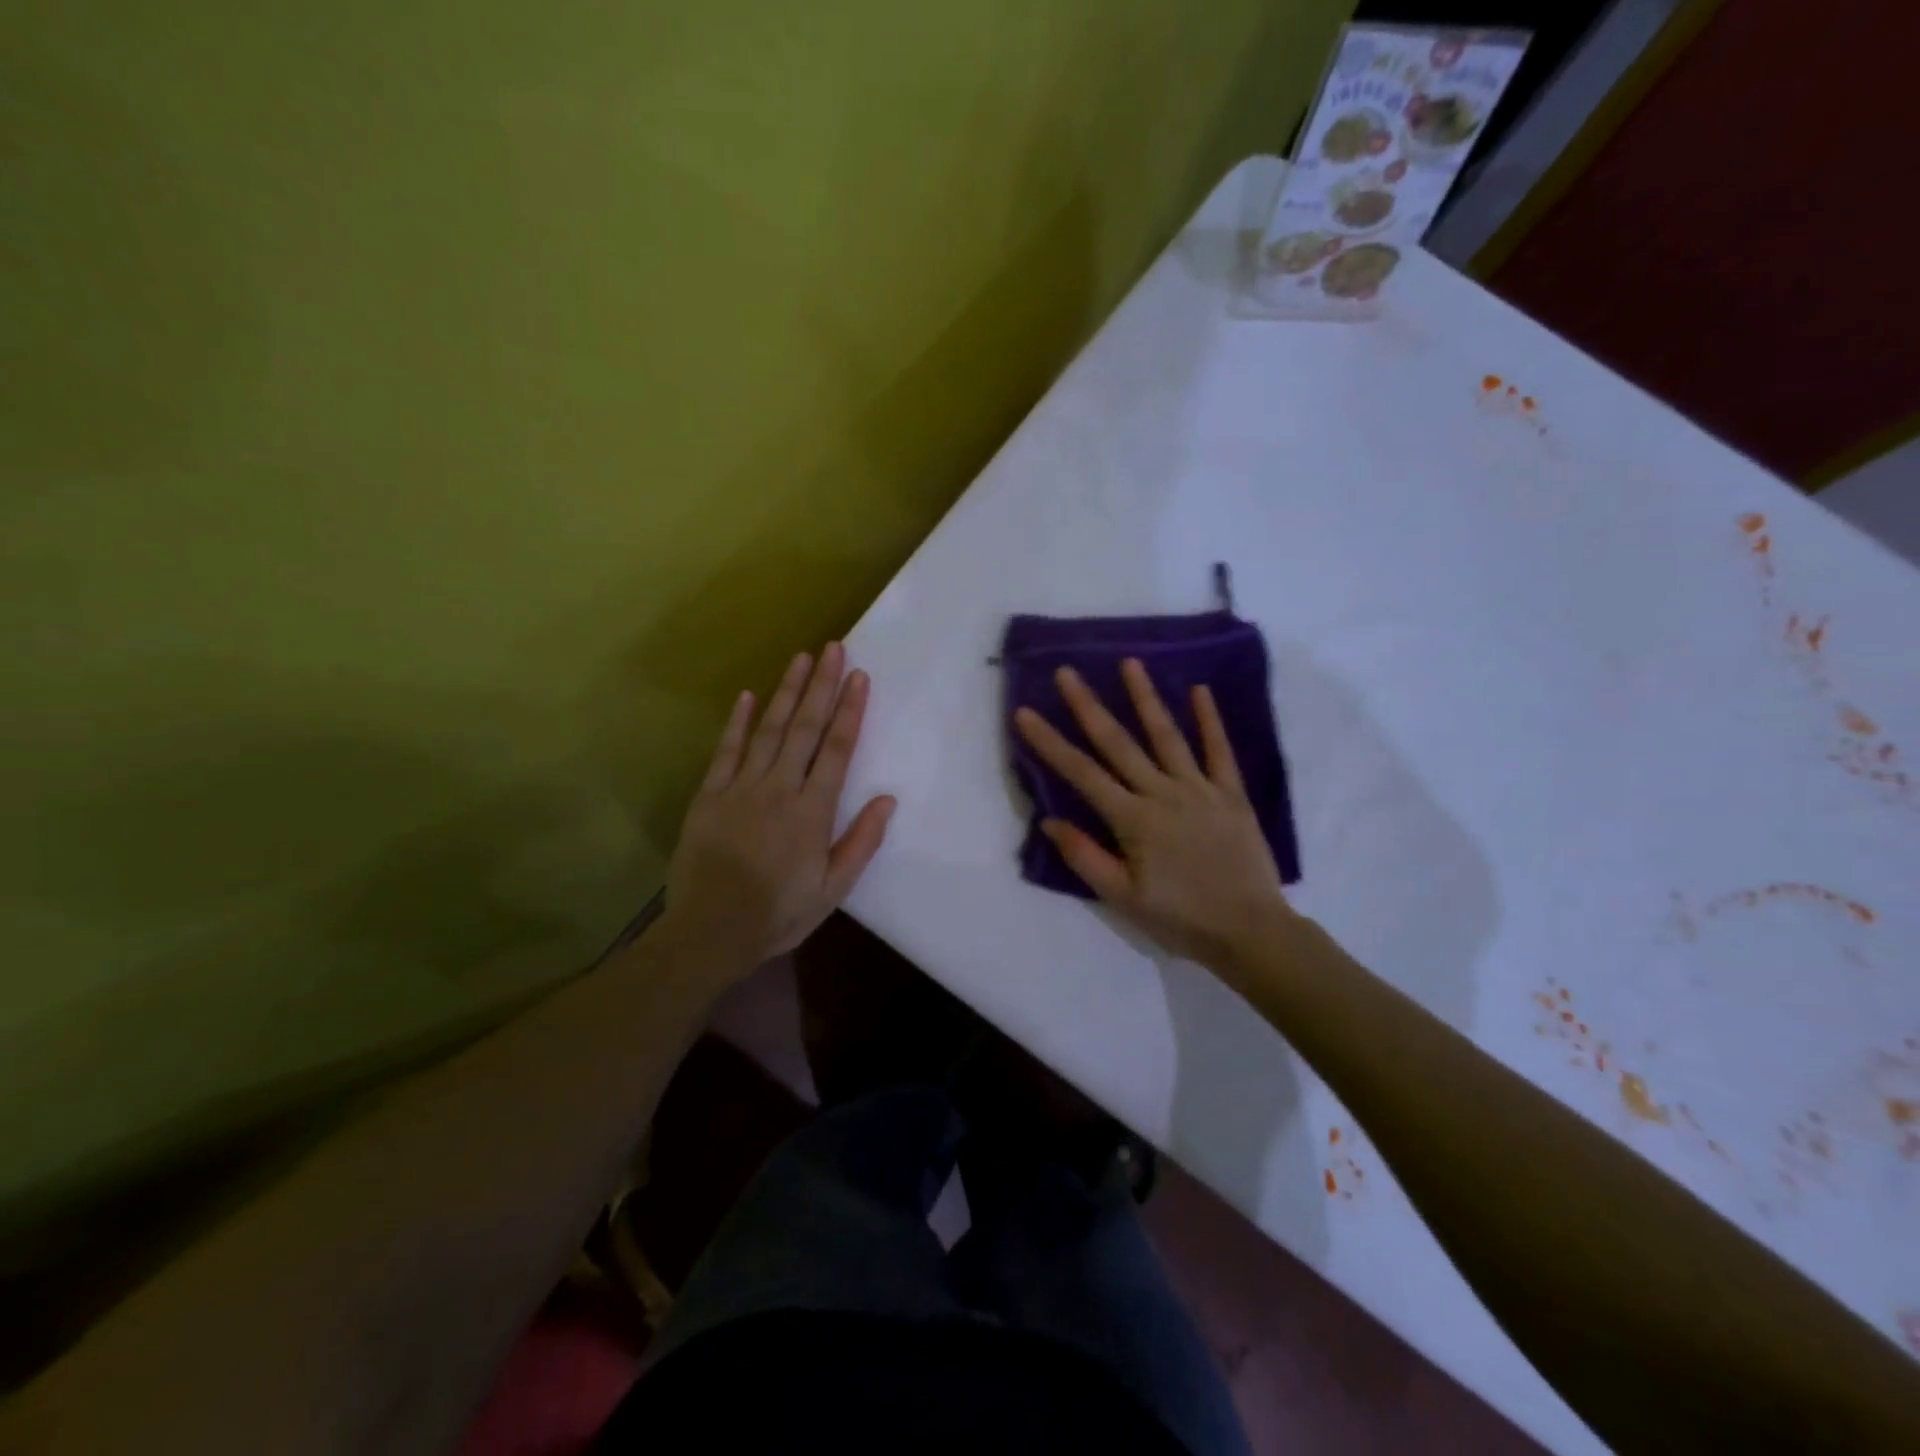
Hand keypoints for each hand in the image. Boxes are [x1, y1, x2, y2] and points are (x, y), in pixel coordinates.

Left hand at [663, 644, 895, 965]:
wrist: (711, 931)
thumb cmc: (779, 913)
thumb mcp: (833, 888)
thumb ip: (861, 842)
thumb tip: (887, 799)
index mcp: (813, 810)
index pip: (837, 749)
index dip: (849, 710)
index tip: (859, 677)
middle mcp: (779, 788)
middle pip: (805, 728)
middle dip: (822, 686)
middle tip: (833, 648)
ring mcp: (741, 787)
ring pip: (769, 730)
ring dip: (787, 692)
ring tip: (801, 658)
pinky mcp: (710, 795)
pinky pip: (727, 750)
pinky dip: (738, 722)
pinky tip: (749, 695)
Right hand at [1014, 659, 1295, 969]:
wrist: (1250, 931)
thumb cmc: (1180, 918)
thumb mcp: (1122, 898)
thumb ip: (1085, 857)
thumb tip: (1050, 821)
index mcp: (1133, 820)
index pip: (1081, 773)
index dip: (1050, 742)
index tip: (1026, 713)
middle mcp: (1163, 793)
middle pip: (1118, 743)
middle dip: (1088, 706)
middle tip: (1067, 672)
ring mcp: (1200, 789)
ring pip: (1167, 736)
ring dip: (1146, 698)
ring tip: (1130, 663)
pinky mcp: (1232, 794)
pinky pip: (1219, 751)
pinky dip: (1210, 720)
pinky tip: (1199, 690)